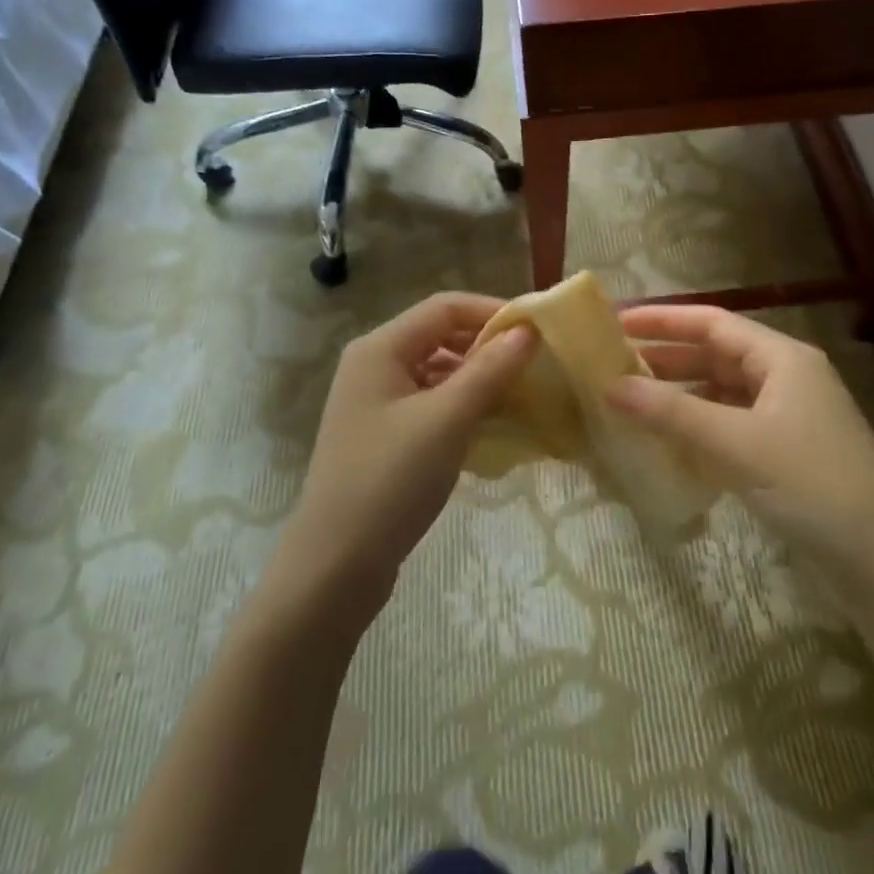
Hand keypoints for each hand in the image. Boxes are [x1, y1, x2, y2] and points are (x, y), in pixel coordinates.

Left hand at [276, 293, 535, 611]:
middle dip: (488, 346)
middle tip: (536, 365)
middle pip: (440, 337)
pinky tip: (493, 427)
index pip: (444, 307)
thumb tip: (528, 330)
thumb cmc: (390, 481)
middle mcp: (374, 366)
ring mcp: (376, 403)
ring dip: (479, 379)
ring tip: (523, 396)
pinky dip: (463, 407)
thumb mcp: (446, 420)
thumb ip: (489, 371)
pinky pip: (431, 404)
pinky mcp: (384, 436)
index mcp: (380, 348)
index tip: (538, 330)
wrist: (335, 566)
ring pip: (437, 373)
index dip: (493, 311)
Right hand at [607, 305, 873, 583]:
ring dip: (680, 396)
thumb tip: (609, 386)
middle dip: (666, 358)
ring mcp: (789, 418)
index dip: (663, 319)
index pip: (712, 322)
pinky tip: (668, 442)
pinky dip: (698, 429)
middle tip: (612, 365)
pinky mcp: (787, 454)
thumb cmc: (813, 486)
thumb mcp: (737, 444)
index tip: (615, 323)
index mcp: (783, 359)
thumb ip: (671, 413)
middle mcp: (787, 379)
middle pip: (716, 355)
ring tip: (630, 402)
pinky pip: (732, 427)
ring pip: (722, 394)